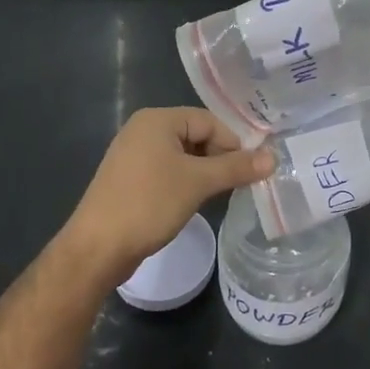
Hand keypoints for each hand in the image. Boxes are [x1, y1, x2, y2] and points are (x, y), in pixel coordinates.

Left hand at [63, 108, 273, 285]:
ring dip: (205, 173)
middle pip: (197, 136)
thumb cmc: (149, 204)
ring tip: (220, 195)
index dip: (233, 144)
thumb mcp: (198, 183)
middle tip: (239, 184)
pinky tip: (195, 202)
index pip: (209, 121)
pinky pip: (168, 171)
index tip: (251, 170)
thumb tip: (273, 158)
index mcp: (157, 120)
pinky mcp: (130, 179)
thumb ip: (236, 168)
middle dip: (220, 158)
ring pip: (183, 156)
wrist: (96, 249)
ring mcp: (134, 155)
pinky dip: (186, 182)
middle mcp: (143, 130)